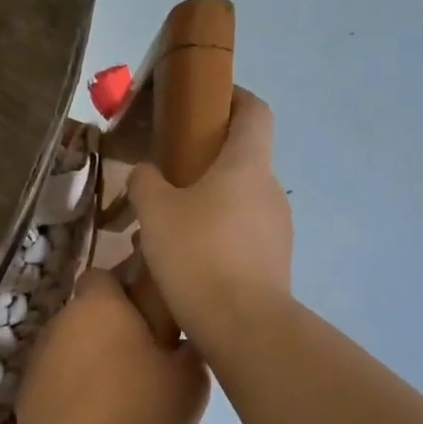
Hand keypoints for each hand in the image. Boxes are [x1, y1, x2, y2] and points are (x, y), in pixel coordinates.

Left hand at [13, 269, 208, 423]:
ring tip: (122, 394)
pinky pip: (59, 377)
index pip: (105, 274)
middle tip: (145, 357)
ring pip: (72, 344)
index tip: (150, 312)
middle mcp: (63, 318)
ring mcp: (40, 354)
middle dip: (112, 327)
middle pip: (89, 311)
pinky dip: (75, 387)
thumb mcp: (189, 379)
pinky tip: (96, 417)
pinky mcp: (27, 388)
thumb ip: (187, 350)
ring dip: (92, 358)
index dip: (126, 288)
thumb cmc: (137, 408)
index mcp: (100, 303)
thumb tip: (181, 343)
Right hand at [127, 88, 292, 350]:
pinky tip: (183, 259)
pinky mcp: (273, 261)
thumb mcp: (155, 212)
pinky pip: (240, 234)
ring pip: (237, 200)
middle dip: (205, 160)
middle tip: (165, 176)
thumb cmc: (198, 253)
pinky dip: (214, 234)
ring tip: (166, 227)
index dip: (234, 97)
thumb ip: (146, 182)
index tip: (207, 99)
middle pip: (242, 158)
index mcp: (246, 164)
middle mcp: (269, 190)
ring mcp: (276, 228)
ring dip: (206, 203)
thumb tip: (148, 173)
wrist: (243, 326)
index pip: (254, 111)